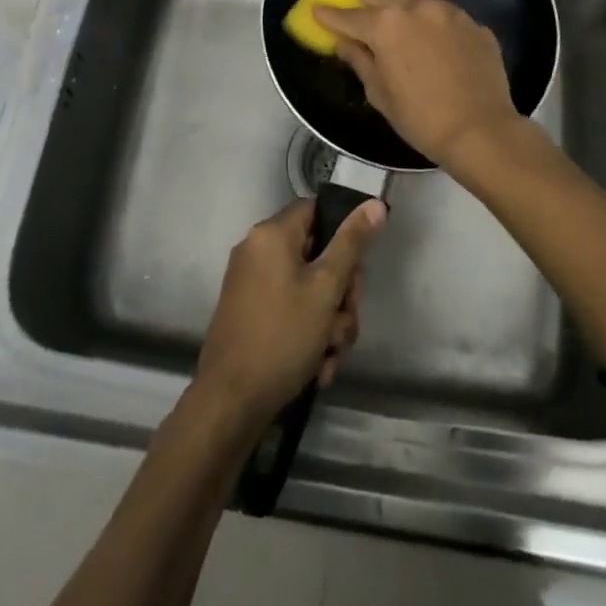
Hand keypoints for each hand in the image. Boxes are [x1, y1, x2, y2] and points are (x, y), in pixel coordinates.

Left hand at [194, 196, 386, 428]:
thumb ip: (352, 244)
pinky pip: (291, 309)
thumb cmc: (282, 336)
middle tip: (346, 321)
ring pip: (308, 289)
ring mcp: (252, 283)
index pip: (316, 211)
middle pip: (317, 254)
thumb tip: (374, 204)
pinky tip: (318, 366)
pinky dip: (308, 333)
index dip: (343, 235)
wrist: (231, 401)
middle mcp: (258, 250)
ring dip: (329, 322)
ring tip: (331, 354)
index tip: (356, 271)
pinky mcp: (250, 313)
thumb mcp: (326, 288)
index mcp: (271, 234)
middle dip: (340, 293)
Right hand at [313, 0, 522, 171]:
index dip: (331, 15)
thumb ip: (361, 62)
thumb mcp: (381, 94)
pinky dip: (430, 9)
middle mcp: (415, 9)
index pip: (350, 17)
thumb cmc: (420, 117)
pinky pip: (444, 10)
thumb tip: (345, 44)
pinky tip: (429, 14)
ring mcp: (448, 13)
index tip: (317, 8)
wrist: (480, 129)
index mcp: (385, 27)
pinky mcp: (473, 24)